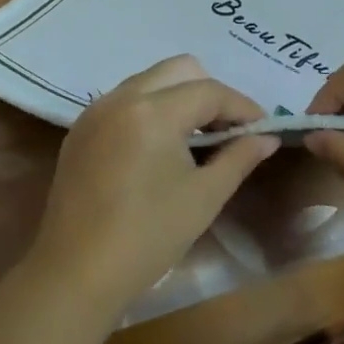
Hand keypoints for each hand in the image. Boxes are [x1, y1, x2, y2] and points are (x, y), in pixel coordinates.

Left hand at [26, 56, 277, 319]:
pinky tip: (159, 148)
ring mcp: (96, 110)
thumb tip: (266, 137)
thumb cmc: (148, 237)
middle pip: (179, 70)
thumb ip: (239, 157)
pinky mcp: (81, 128)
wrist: (76, 273)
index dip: (242, 106)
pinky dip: (150, 109)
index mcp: (153, 111)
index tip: (263, 127)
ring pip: (149, 80)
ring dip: (178, 97)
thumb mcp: (204, 197)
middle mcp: (122, 97)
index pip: (209, 91)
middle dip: (209, 93)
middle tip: (227, 130)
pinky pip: (125, 99)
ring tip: (196, 139)